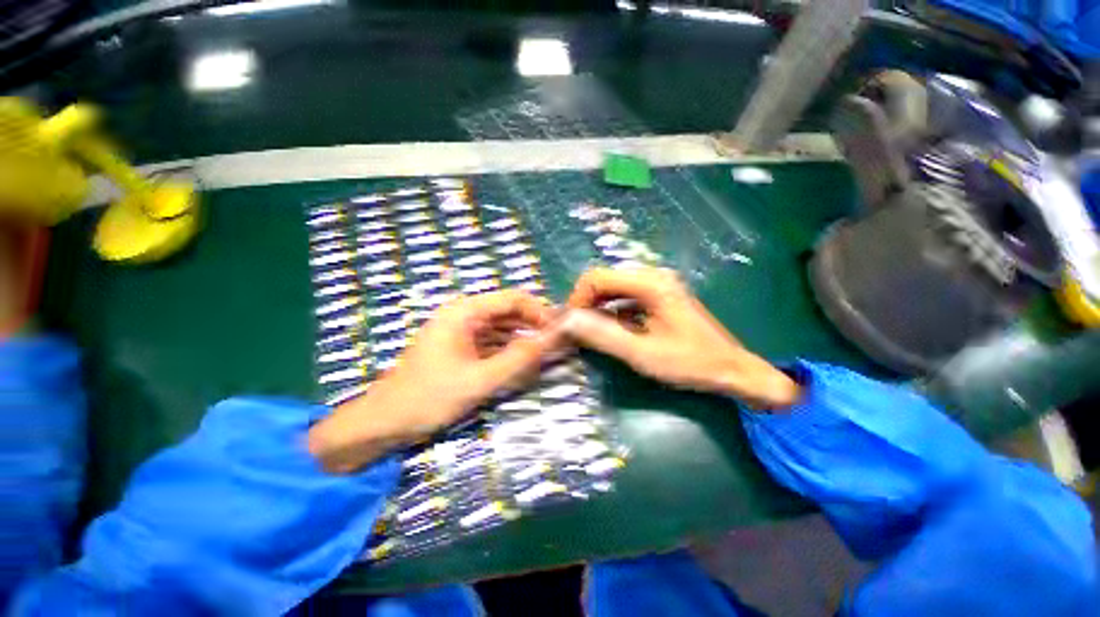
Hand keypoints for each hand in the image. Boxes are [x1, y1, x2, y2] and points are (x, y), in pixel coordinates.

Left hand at [308, 290, 560, 472]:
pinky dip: (508, 350)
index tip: (559, 330)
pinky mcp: (460, 347)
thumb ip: (519, 359)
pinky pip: (492, 342)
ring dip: (523, 338)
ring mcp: (461, 331)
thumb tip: (554, 340)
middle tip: (556, 344)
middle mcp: (463, 315)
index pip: (512, 299)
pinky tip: (522, 362)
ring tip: (545, 354)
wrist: (384, 422)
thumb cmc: (429, 397)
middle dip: (533, 325)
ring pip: (502, 327)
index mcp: (464, 312)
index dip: (539, 311)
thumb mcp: (480, 380)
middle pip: (508, 311)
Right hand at [562, 267, 799, 408]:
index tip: (571, 326)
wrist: (733, 370)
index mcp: (650, 283)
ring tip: (589, 333)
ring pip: (612, 289)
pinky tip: (610, 330)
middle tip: (577, 331)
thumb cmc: (691, 363)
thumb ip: (603, 336)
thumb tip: (567, 321)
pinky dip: (610, 311)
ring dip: (596, 308)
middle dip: (585, 304)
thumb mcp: (642, 354)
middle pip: (603, 280)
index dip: (577, 299)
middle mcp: (652, 276)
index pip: (596, 277)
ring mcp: (657, 285)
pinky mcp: (659, 296)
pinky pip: (624, 297)